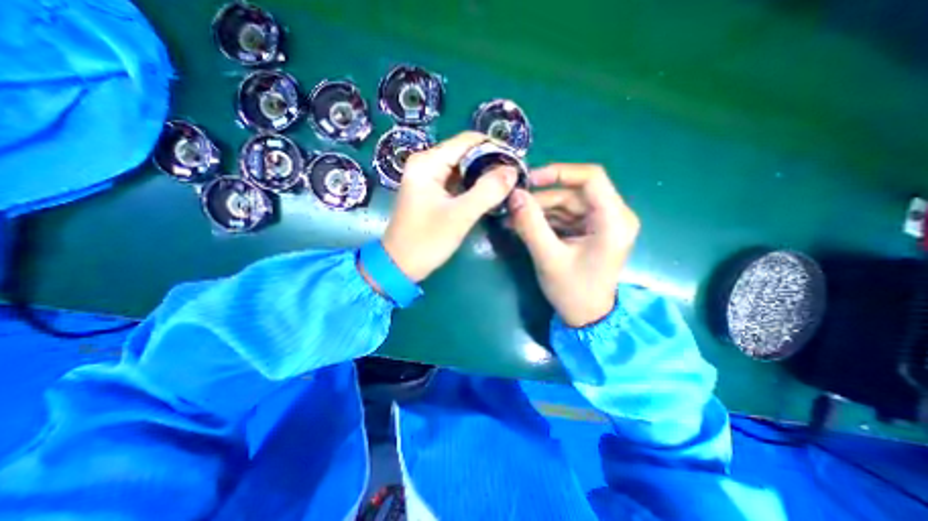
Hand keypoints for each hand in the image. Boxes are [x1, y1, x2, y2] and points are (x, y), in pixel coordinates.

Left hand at [381, 133, 518, 283]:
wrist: (400, 265)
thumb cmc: (426, 240)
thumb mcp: (460, 216)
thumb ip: (487, 191)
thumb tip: (512, 171)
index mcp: (428, 162)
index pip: (468, 141)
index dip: (495, 148)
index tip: (517, 163)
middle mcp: (426, 163)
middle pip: (466, 153)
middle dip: (491, 163)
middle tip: (514, 178)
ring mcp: (428, 178)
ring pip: (464, 168)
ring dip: (484, 176)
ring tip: (507, 186)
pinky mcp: (432, 192)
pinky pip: (458, 181)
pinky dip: (474, 186)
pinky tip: (489, 194)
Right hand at [508, 163, 637, 326]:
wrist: (587, 317)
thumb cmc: (573, 291)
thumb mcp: (548, 258)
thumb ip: (530, 225)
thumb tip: (514, 195)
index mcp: (613, 221)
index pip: (591, 178)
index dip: (559, 172)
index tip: (529, 180)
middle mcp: (613, 216)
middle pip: (573, 193)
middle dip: (540, 200)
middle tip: (512, 208)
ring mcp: (601, 224)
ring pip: (566, 204)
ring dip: (538, 211)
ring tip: (512, 221)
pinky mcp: (590, 231)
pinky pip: (565, 217)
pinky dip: (544, 220)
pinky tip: (523, 227)